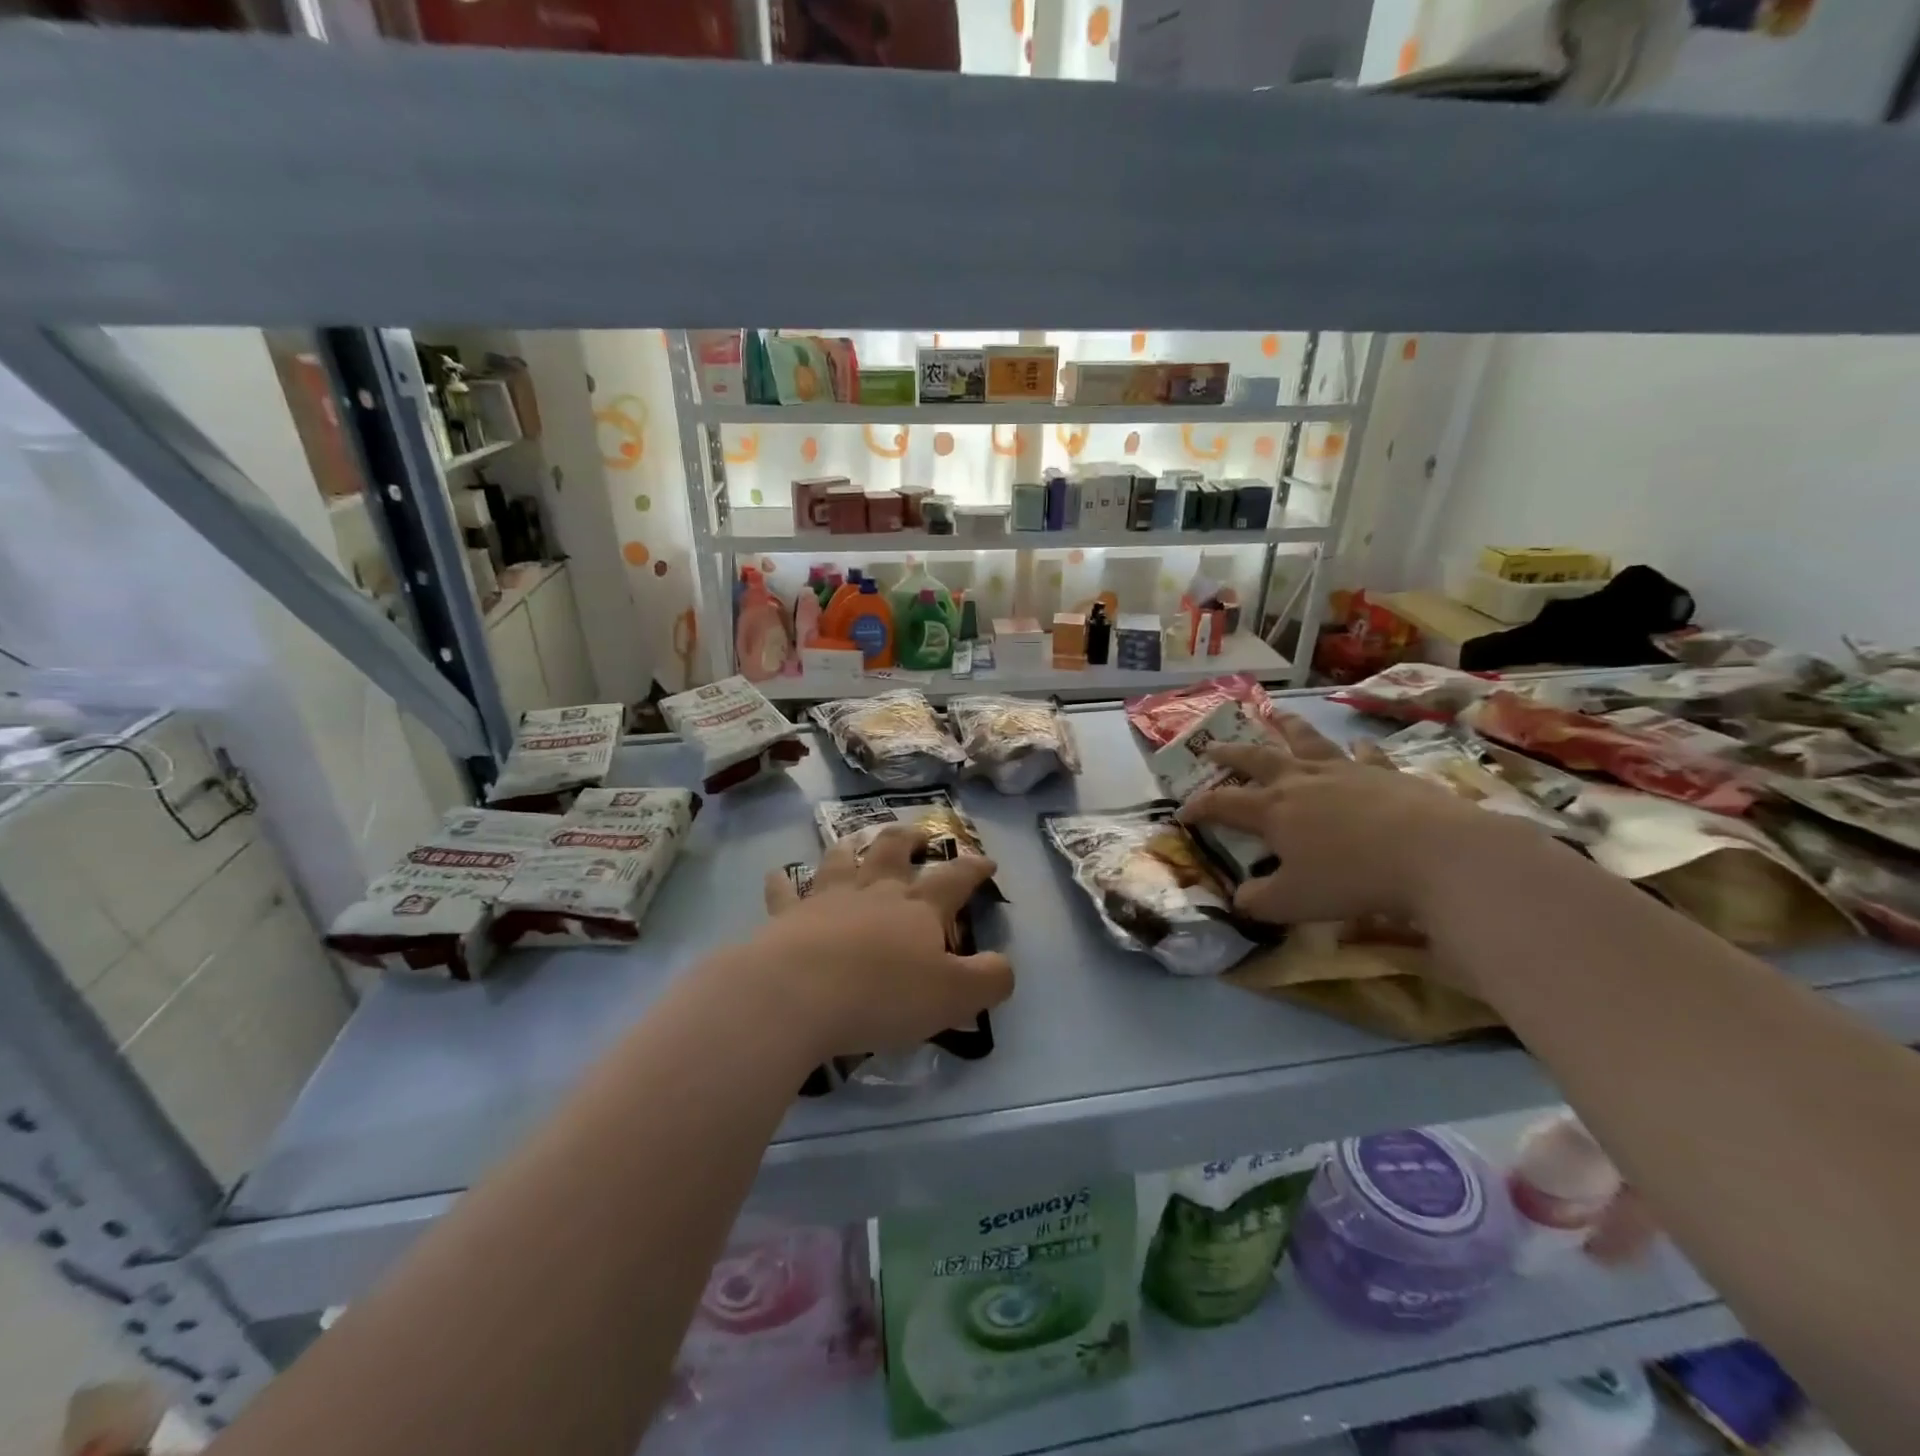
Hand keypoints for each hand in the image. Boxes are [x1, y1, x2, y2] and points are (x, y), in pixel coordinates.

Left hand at [751, 825, 1014, 1057]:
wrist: (798, 994)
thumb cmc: (882, 995)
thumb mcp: (954, 996)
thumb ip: (988, 979)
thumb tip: (1004, 965)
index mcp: (919, 908)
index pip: (955, 878)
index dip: (975, 868)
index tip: (987, 861)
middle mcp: (875, 892)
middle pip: (894, 851)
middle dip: (910, 839)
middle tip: (918, 834)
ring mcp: (828, 899)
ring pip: (841, 861)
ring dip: (850, 849)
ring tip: (854, 843)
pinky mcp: (787, 917)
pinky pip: (784, 893)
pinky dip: (782, 883)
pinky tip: (777, 875)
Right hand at [1178, 712, 1521, 924]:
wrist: (1434, 854)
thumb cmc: (1352, 878)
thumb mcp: (1293, 902)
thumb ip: (1259, 901)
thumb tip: (1239, 899)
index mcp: (1273, 810)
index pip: (1223, 803)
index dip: (1199, 807)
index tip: (1182, 813)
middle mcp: (1302, 781)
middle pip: (1257, 758)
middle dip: (1230, 753)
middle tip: (1212, 744)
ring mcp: (1345, 771)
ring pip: (1308, 742)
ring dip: (1288, 728)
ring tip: (1278, 715)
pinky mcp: (1386, 773)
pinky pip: (1366, 756)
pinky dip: (1357, 750)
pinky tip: (1357, 747)